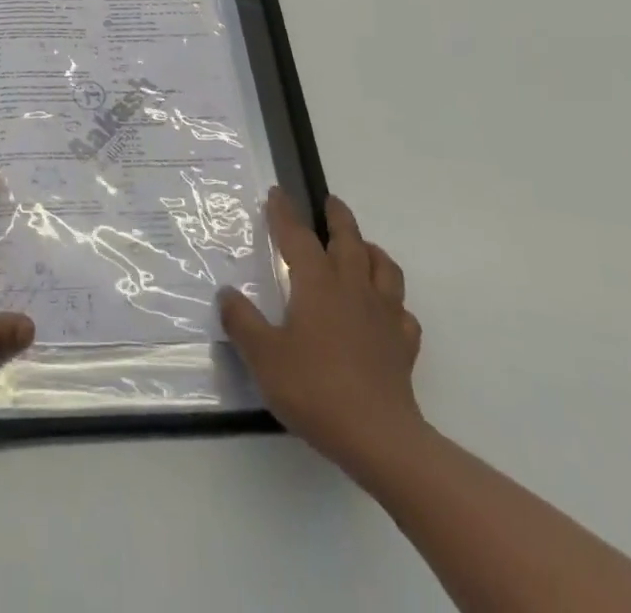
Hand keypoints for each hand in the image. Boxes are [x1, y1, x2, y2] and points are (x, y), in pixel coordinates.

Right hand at [219, 187, 424, 480]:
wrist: (379, 438)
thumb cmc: (315, 389)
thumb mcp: (264, 356)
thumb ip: (242, 322)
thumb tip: (227, 293)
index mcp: (316, 284)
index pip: (297, 237)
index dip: (285, 213)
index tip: (277, 193)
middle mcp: (352, 289)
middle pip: (349, 240)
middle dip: (338, 218)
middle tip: (331, 202)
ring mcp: (383, 316)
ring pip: (384, 269)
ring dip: (372, 251)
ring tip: (363, 247)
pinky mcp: (403, 346)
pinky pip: (403, 313)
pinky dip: (394, 303)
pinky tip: (386, 310)